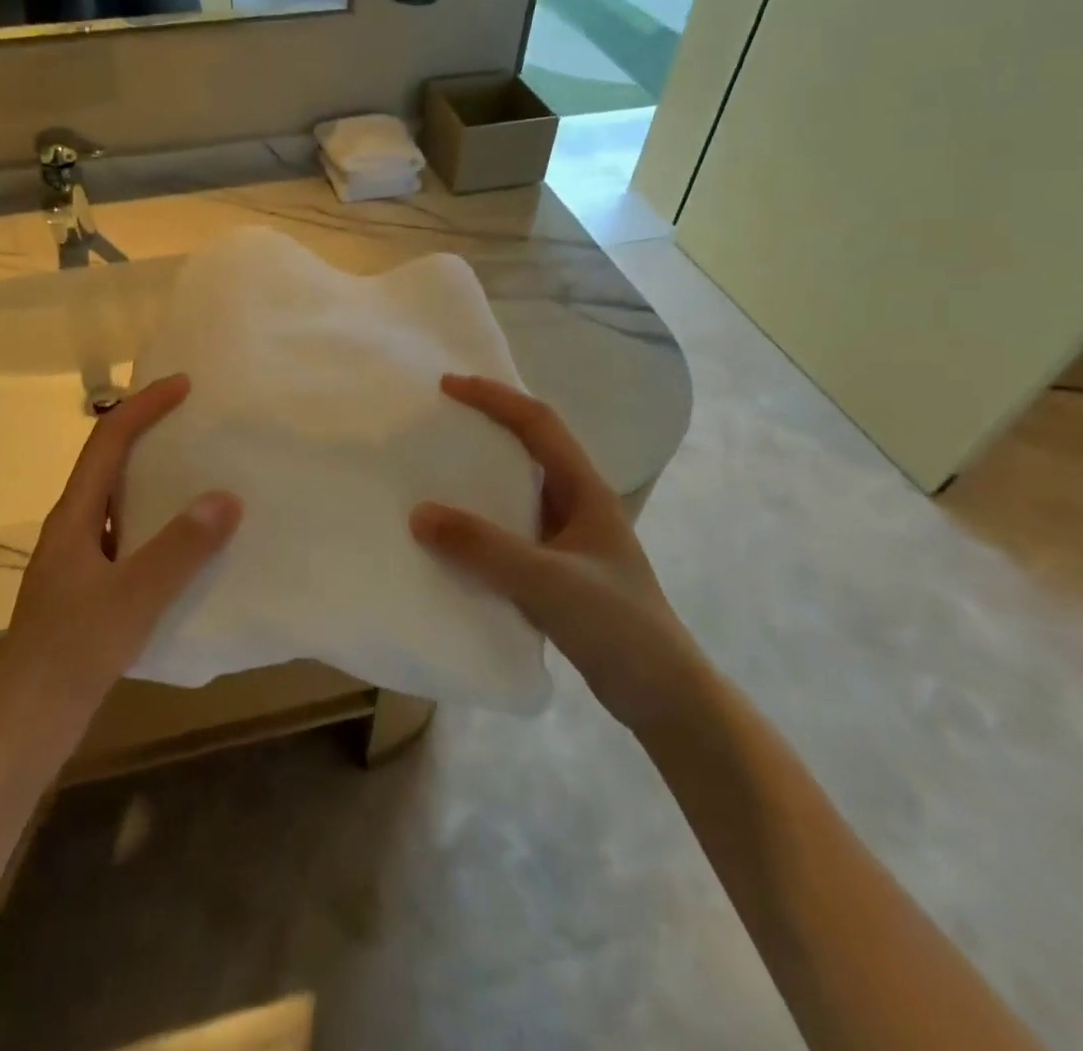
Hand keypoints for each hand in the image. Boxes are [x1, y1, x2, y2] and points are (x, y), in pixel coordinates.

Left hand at [0, 374, 240, 710]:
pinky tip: (185, 544)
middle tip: (194, 421)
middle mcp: (71, 528)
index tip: (182, 386)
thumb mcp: (134, 597)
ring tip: (198, 473)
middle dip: (147, 433)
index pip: (107, 442)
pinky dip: (155, 522)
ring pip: (117, 501)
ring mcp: (77, 560)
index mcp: (73, 517)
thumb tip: (226, 498)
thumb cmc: (73, 652)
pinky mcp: (87, 589)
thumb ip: (180, 548)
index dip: (143, 407)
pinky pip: (126, 536)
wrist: (25, 723)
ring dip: (152, 478)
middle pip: (109, 463)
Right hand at [410, 375, 700, 728]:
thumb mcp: (547, 581)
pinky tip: (452, 536)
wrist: (663, 697)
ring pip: (517, 490)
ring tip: (434, 470)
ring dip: (480, 475)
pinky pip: (509, 531)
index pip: (539, 423)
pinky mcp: (556, 571)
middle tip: (437, 420)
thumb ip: (484, 547)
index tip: (448, 385)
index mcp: (586, 490)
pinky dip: (479, 523)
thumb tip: (419, 514)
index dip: (495, 397)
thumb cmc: (617, 626)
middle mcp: (577, 504)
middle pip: (529, 447)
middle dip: (487, 425)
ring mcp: (567, 539)